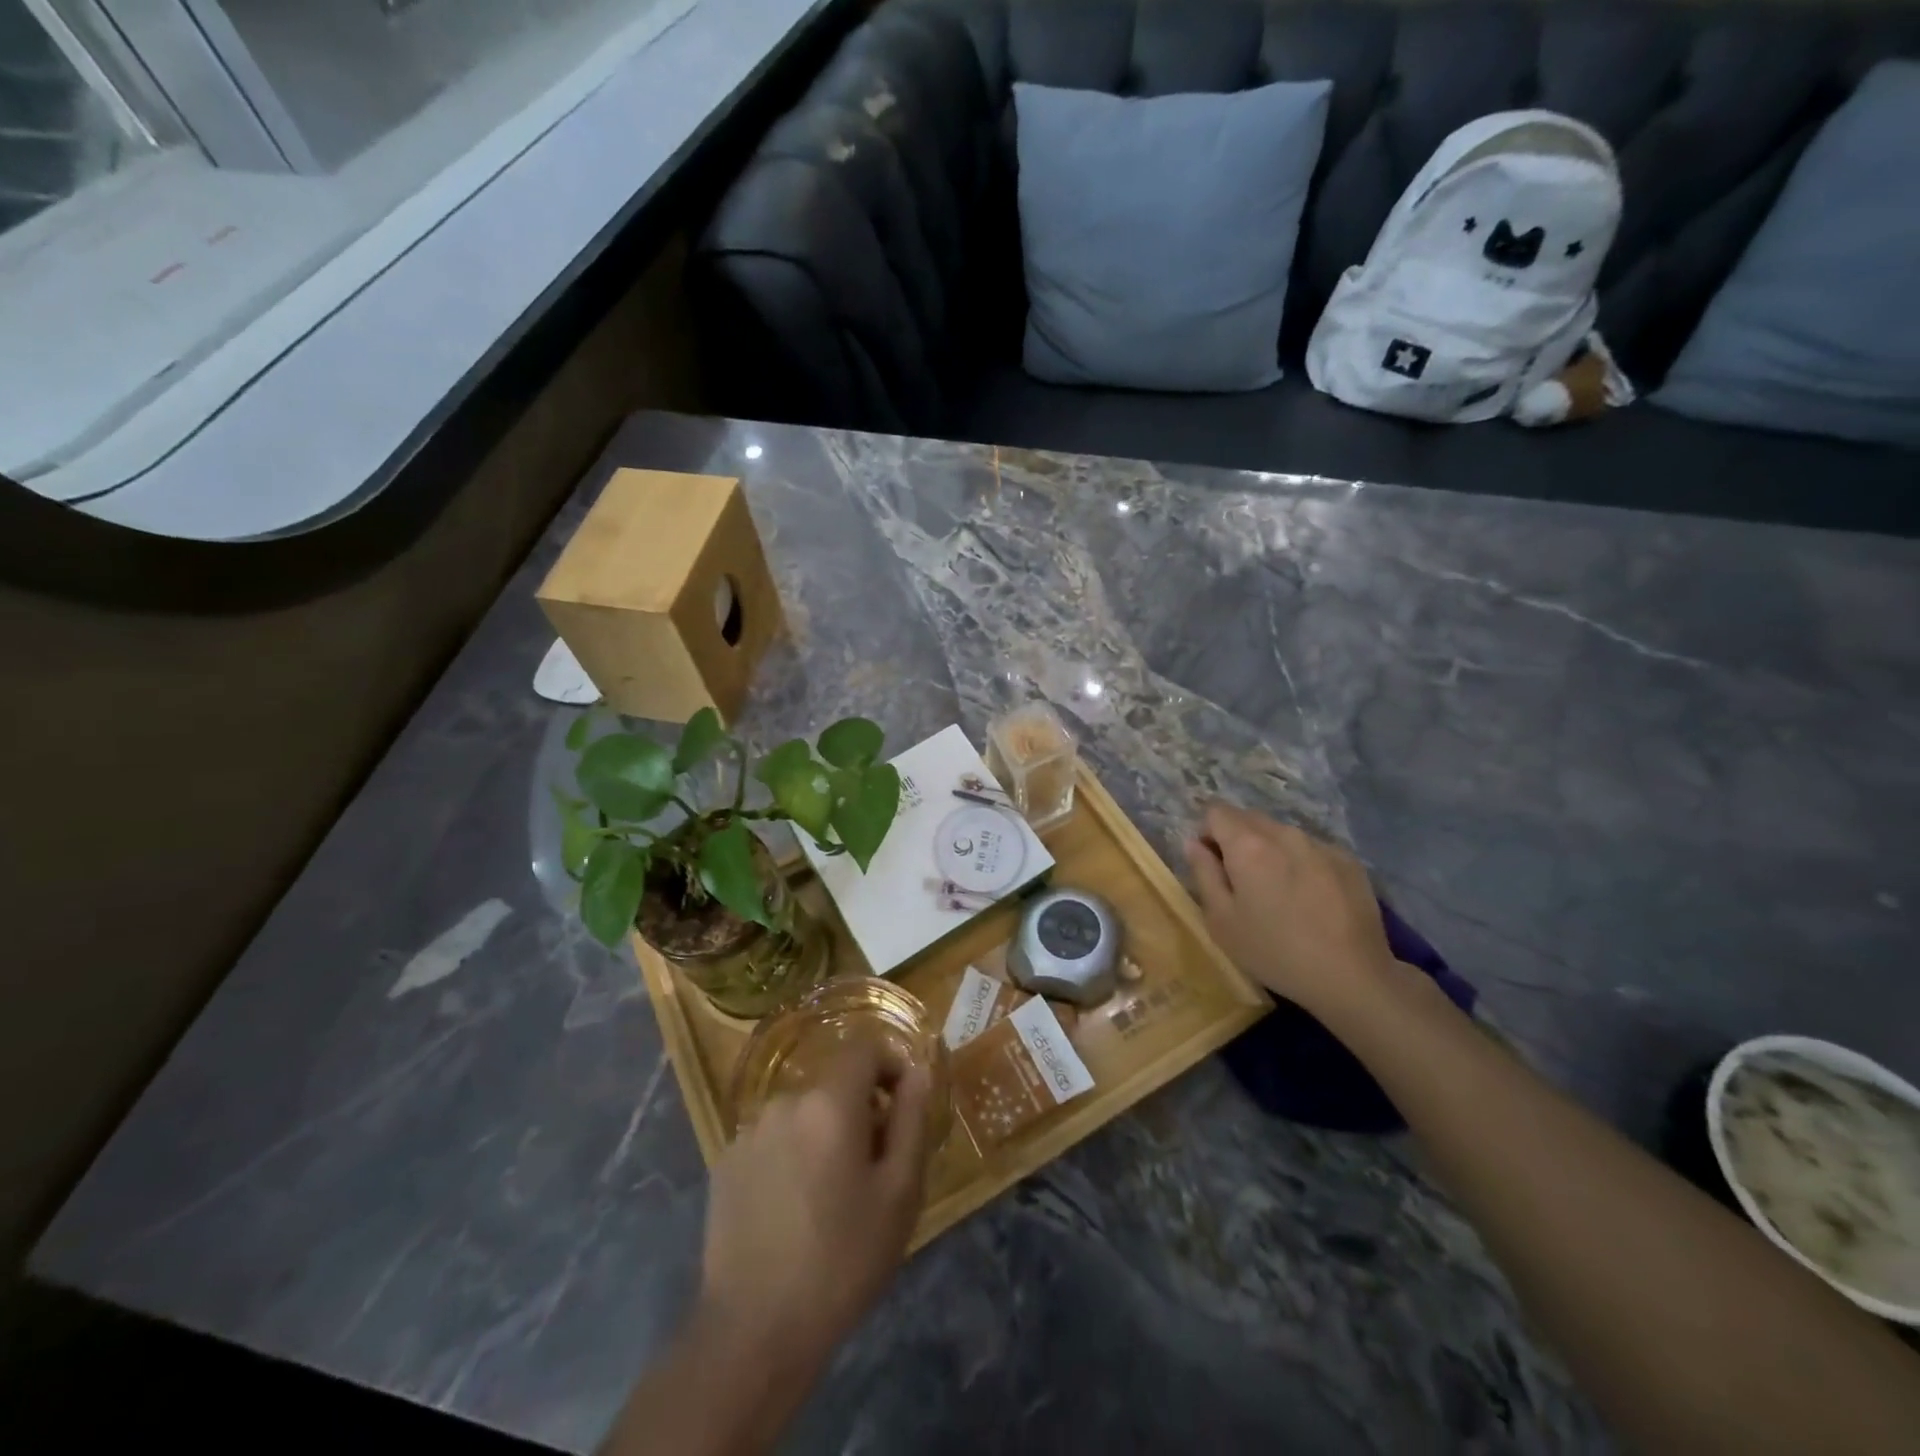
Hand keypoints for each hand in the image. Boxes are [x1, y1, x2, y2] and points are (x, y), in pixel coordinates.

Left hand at [694, 1038, 932, 1382]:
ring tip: (832, 1195)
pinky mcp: (725, 1163)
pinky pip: (774, 1140)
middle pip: (834, 1083)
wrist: (753, 1333)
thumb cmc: (842, 1261)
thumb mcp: (899, 1193)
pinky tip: (793, 1209)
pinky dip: (793, 1155)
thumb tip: (918, 1072)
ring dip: (825, 1133)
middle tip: (873, 1168)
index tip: (903, 1107)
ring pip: (804, 1113)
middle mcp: (785, 1101)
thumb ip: (912, 1120)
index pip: (865, 1047)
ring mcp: (749, 1131)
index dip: (890, 1064)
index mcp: (829, 1102)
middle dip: (860, 1110)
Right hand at [1184, 803, 1397, 1021]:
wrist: (1352, 976)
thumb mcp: (1221, 920)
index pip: (1216, 811)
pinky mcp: (1348, 860)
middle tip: (1241, 882)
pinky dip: (1301, 863)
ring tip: (1279, 892)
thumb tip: (1194, 843)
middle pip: (1249, 818)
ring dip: (1270, 851)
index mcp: (1248, 845)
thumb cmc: (1274, 951)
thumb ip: (1203, 873)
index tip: (1212, 865)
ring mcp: (1320, 844)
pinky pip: (1311, 849)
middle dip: (1237, 840)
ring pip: (1281, 833)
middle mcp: (1284, 833)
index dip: (1207, 833)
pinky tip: (1310, 899)